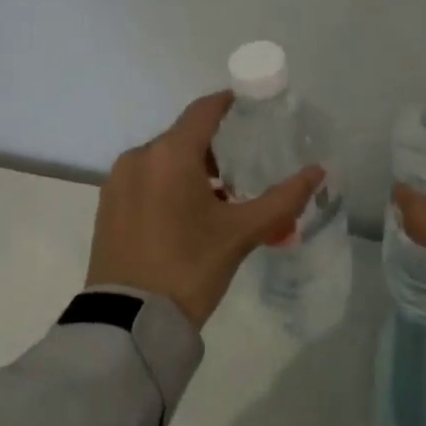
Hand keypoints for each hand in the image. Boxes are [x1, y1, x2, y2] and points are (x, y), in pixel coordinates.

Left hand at [86, 91, 324, 328]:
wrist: (130, 321)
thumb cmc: (190, 268)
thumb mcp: (241, 233)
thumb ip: (283, 200)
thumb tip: (318, 172)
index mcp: (170, 154)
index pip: (203, 111)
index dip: (228, 103)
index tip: (249, 105)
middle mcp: (139, 157)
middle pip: (182, 137)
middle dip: (213, 147)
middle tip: (240, 170)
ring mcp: (117, 181)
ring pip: (162, 160)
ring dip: (189, 169)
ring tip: (216, 199)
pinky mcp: (107, 205)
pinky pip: (144, 180)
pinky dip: (166, 185)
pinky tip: (184, 215)